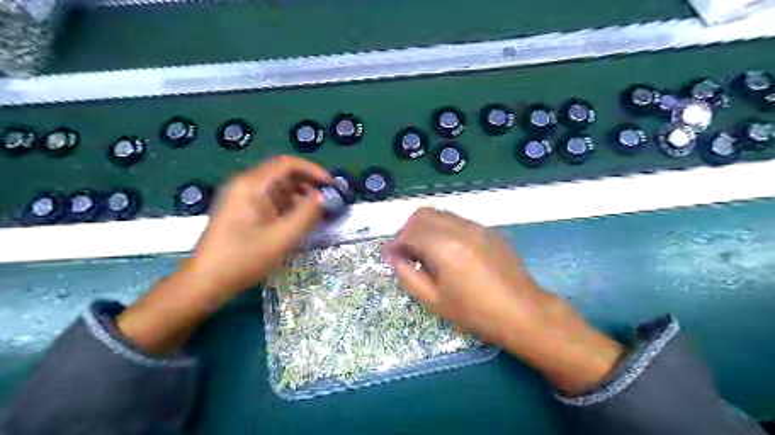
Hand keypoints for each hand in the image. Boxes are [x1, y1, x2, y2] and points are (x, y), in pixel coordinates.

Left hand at [185, 154, 333, 297]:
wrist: (205, 282)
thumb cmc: (243, 259)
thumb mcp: (281, 238)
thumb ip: (306, 215)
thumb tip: (324, 197)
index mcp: (252, 185)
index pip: (288, 164)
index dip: (313, 171)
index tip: (332, 185)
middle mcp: (245, 185)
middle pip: (282, 173)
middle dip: (308, 184)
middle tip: (328, 199)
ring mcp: (241, 198)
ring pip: (277, 187)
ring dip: (299, 196)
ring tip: (317, 212)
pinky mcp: (242, 210)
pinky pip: (270, 200)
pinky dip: (288, 206)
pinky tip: (299, 220)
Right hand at [385, 209, 622, 395]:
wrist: (523, 312)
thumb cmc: (476, 312)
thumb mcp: (434, 301)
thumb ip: (408, 276)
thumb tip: (395, 258)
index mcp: (443, 246)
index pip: (409, 233)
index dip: (394, 244)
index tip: (389, 257)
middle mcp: (459, 228)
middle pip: (422, 215)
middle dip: (407, 231)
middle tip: (404, 253)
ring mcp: (476, 226)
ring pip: (440, 214)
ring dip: (424, 228)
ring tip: (423, 251)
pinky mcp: (488, 230)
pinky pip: (457, 221)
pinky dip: (442, 229)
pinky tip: (447, 250)